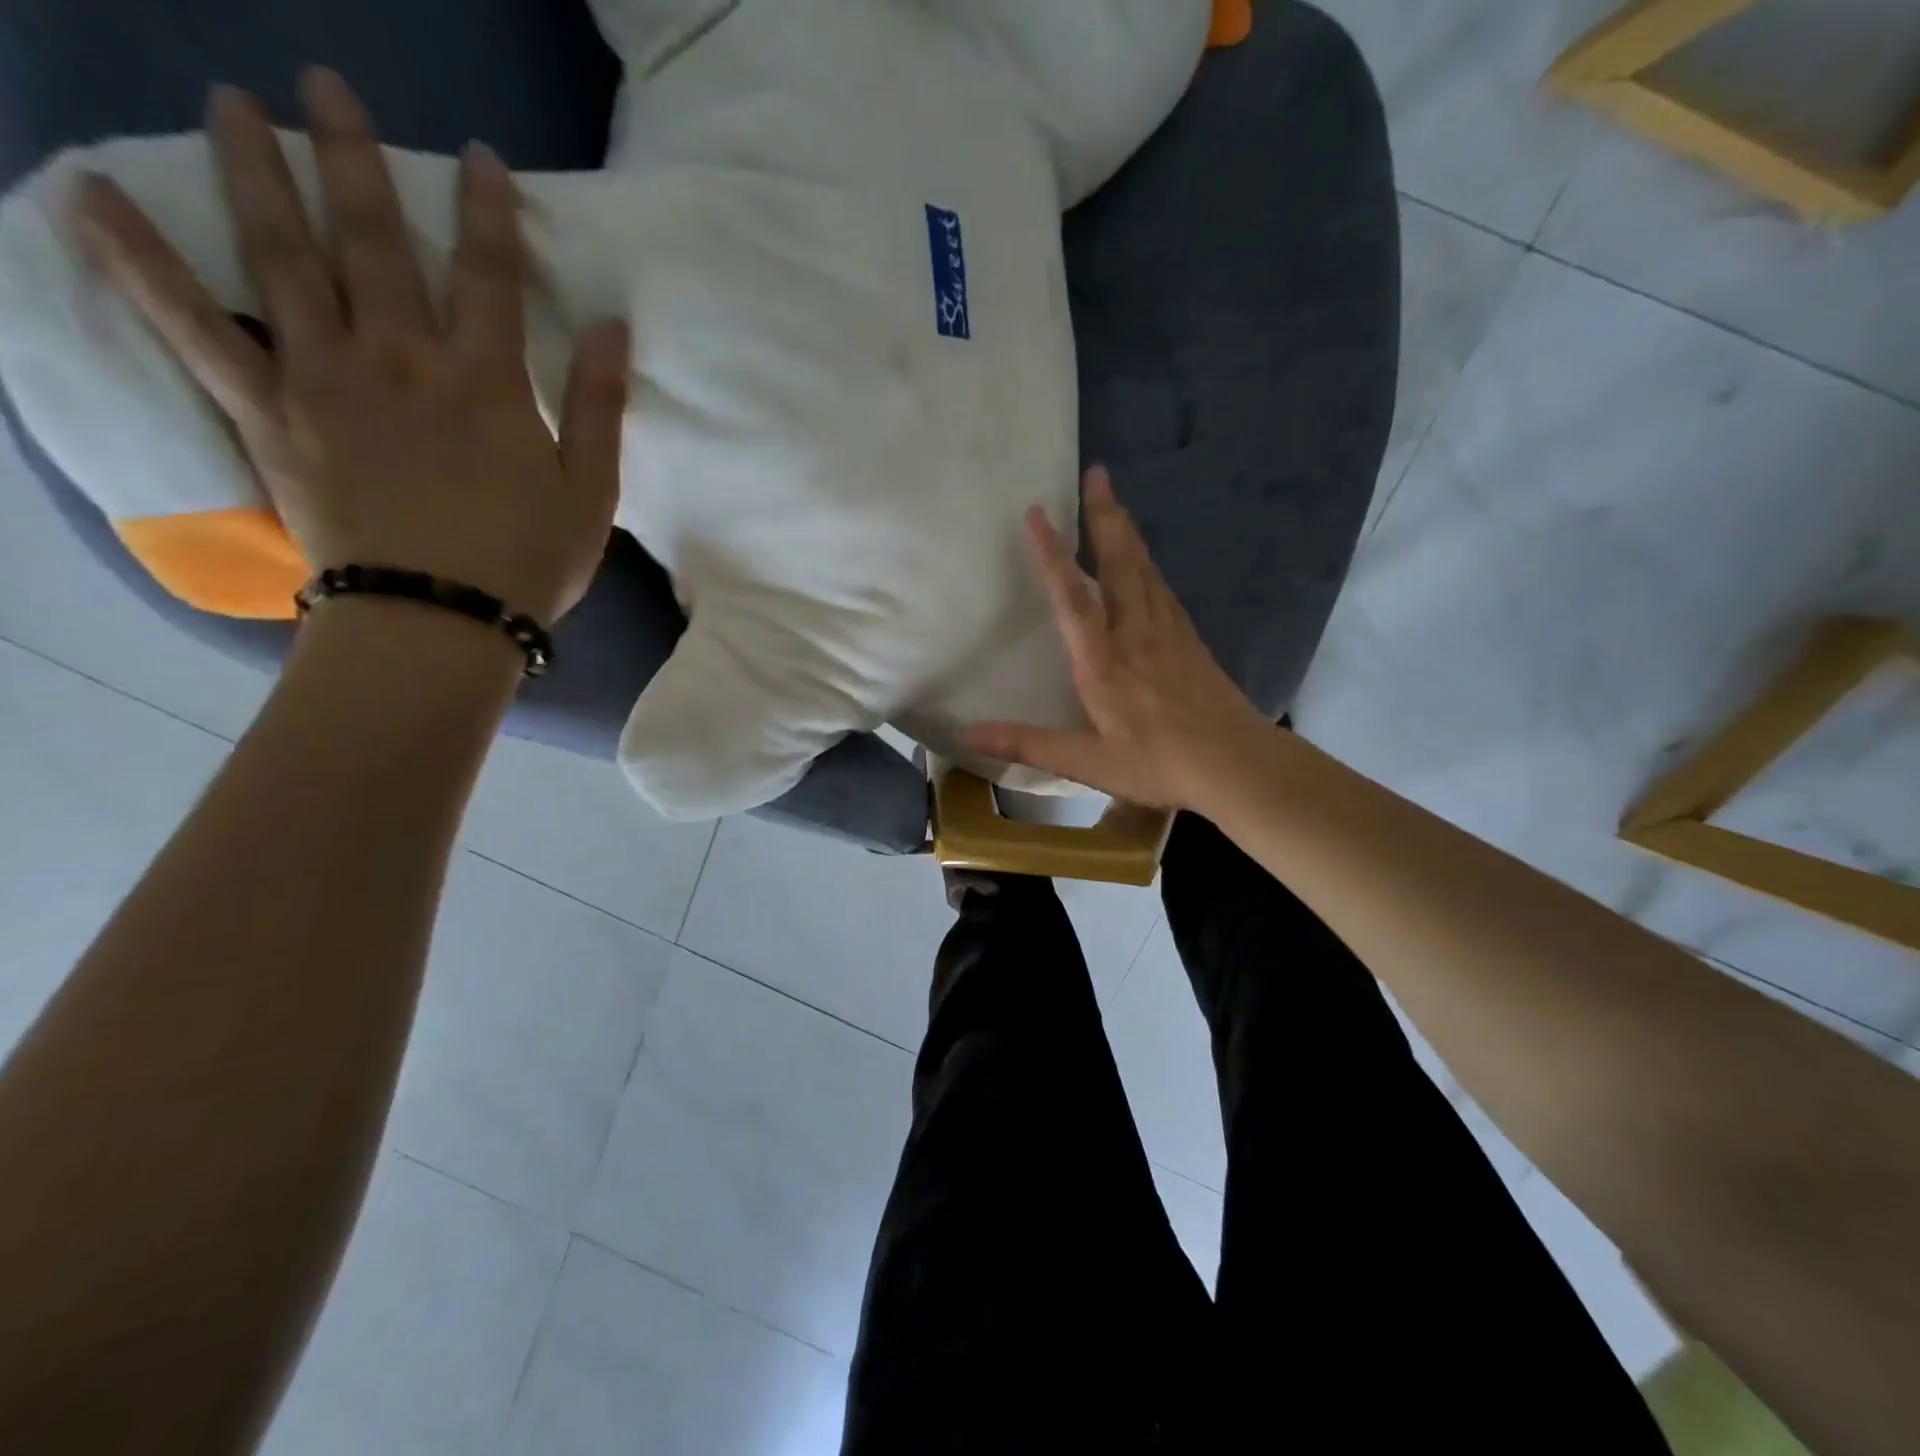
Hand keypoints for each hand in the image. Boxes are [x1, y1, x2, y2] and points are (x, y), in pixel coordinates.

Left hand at [73, 67, 628, 624]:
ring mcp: (326, 379)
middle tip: (324, 83)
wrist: (437, 619)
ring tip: (230, 104)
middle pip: (374, 240)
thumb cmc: (527, 560)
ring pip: (282, 257)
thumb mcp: (590, 492)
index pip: (488, 274)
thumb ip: (597, 406)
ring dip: (255, 173)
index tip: (478, 156)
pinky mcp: (269, 413)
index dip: (486, 210)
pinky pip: (193, 330)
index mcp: (485, 380)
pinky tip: (89, 198)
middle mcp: (400, 358)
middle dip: (353, 158)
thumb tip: (612, 327)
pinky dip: (137, 264)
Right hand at [968, 466, 1277, 811]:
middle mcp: (1136, 634)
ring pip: (1145, 569)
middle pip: (1120, 564)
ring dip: (1128, 532)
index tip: (1038, 512)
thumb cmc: (1160, 763)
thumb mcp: (1089, 762)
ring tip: (1114, 502)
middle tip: (1097, 473)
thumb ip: (1030, 743)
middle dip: (1105, 516)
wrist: (1238, 764)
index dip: (1053, 554)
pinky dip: (1150, 564)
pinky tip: (1148, 562)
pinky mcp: (1190, 641)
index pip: (1073, 599)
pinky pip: (1165, 589)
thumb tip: (970, 733)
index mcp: (1104, 662)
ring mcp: (1168, 633)